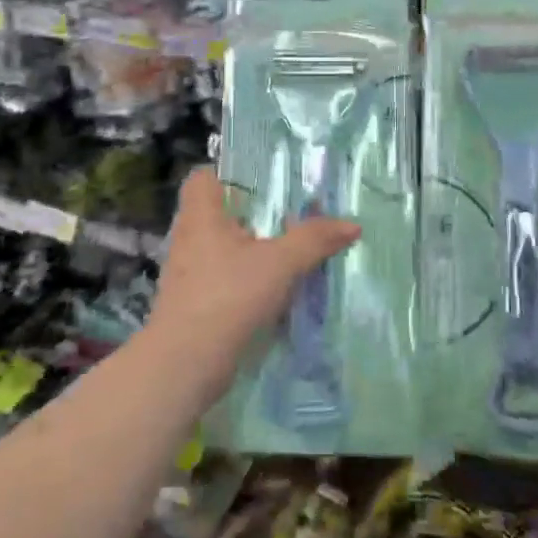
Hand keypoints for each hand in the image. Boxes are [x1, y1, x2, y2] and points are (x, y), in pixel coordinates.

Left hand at [146, 167, 360, 386]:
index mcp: (201, 215)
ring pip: (221, 247)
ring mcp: (188, 273)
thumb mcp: (280, 263)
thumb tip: (352, 224)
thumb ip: (314, 239)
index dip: (229, 173)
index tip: (263, 180)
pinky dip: (244, 278)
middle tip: (288, 212)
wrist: (185, 365)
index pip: (204, 176)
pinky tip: (272, 288)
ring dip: (250, 248)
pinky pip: (222, 277)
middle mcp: (189, 237)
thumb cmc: (228, 297)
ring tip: (287, 248)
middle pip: (217, 212)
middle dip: (250, 212)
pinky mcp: (193, 303)